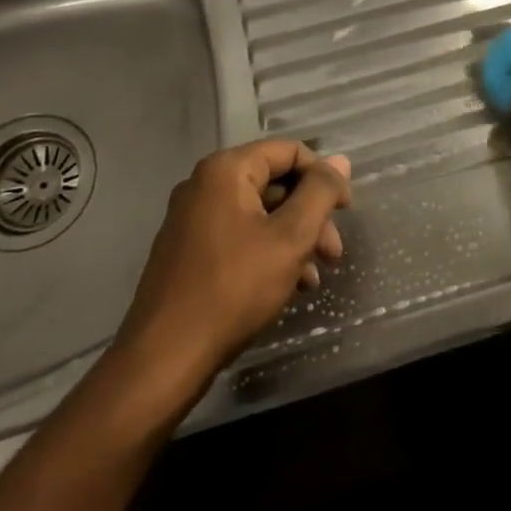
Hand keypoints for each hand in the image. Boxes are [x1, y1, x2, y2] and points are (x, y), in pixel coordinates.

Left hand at [115, 140, 349, 378]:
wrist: (165, 358)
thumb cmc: (234, 289)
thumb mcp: (290, 237)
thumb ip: (320, 192)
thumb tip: (340, 160)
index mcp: (226, 171)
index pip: (289, 152)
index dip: (324, 177)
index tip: (345, 211)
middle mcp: (204, 185)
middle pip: (275, 183)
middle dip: (311, 215)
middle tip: (333, 253)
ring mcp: (191, 219)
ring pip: (260, 213)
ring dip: (295, 238)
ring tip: (314, 277)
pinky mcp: (188, 251)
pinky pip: (240, 236)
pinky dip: (269, 252)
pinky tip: (289, 286)